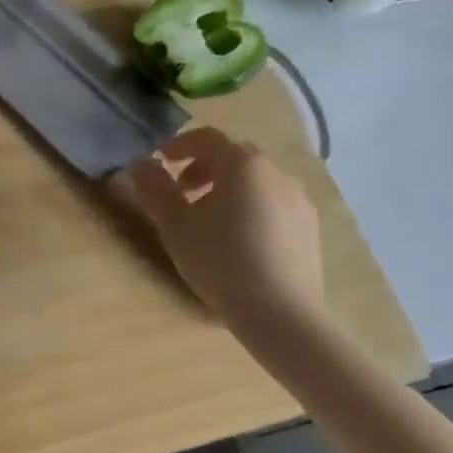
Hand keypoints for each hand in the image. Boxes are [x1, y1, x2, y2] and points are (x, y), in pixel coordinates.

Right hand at [113, 126, 324, 339]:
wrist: (283, 315)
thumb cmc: (221, 261)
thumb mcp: (176, 225)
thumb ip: (155, 188)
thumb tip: (141, 163)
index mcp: (241, 164)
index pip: (206, 138)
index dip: (179, 145)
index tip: (161, 163)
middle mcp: (275, 172)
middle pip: (234, 155)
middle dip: (204, 166)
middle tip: (183, 191)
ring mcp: (298, 199)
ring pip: (256, 180)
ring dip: (229, 187)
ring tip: (211, 220)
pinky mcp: (311, 227)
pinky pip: (275, 202)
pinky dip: (252, 206)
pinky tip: (241, 240)